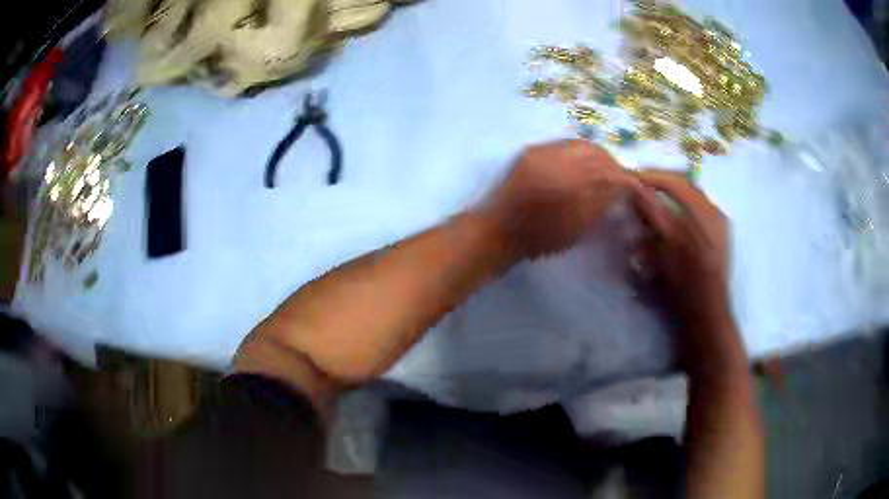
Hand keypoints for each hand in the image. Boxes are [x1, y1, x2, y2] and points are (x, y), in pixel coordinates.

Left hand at [484, 140, 639, 258]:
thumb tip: (620, 188)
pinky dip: (579, 151)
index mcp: (572, 186)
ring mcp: (543, 152)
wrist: (498, 230)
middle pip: (597, 153)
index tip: (635, 187)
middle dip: (613, 164)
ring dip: (598, 155)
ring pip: (581, 145)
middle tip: (620, 179)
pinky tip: (583, 163)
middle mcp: (558, 161)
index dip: (626, 179)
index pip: (610, 174)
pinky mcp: (532, 150)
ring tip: (603, 170)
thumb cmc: (539, 238)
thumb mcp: (578, 227)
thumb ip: (601, 203)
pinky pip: (563, 144)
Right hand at [631, 170, 736, 366]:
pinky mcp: (716, 238)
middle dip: (661, 187)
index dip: (652, 177)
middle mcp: (715, 212)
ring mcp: (718, 226)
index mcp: (707, 211)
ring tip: (651, 208)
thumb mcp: (666, 246)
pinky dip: (678, 215)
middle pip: (684, 188)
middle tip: (640, 189)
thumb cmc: (687, 282)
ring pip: (689, 202)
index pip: (677, 181)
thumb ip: (653, 213)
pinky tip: (667, 226)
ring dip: (669, 202)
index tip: (631, 177)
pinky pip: (695, 216)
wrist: (707, 314)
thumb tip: (636, 186)